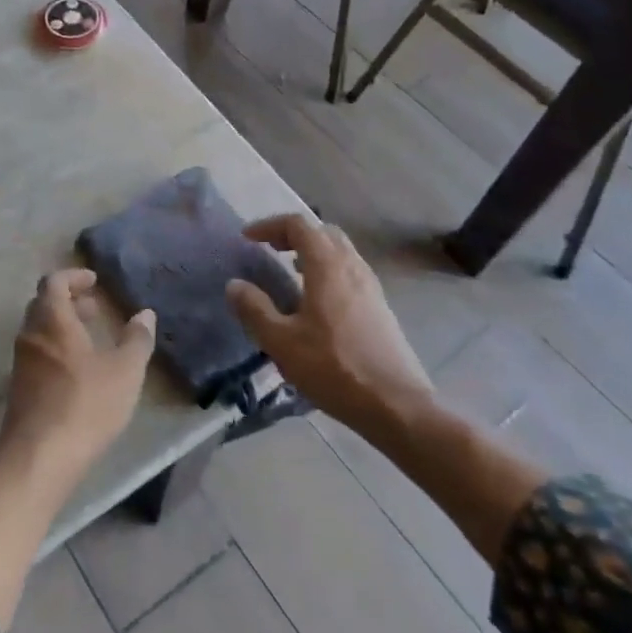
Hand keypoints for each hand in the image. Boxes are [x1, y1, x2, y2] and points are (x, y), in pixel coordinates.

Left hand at [0, 269, 156, 486]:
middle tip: (94, 308)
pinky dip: (56, 349)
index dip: (74, 276)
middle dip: (68, 301)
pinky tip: (78, 372)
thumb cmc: (85, 405)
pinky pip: (37, 354)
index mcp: (52, 320)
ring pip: (39, 331)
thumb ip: (137, 340)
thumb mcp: (124, 372)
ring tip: (91, 339)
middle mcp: (31, 335)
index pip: (54, 282)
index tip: (94, 281)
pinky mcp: (20, 388)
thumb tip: (145, 314)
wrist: (38, 457)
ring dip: (62, 326)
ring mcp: (21, 363)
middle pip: (43, 304)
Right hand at [226, 214, 432, 430]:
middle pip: (323, 232)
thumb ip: (255, 309)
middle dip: (293, 234)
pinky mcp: (380, 308)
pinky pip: (350, 272)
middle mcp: (353, 267)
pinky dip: (328, 270)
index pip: (298, 225)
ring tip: (289, 271)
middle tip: (270, 249)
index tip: (247, 238)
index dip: (269, 226)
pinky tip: (316, 301)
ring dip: (313, 252)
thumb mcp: (282, 342)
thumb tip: (235, 285)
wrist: (396, 406)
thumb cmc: (334, 368)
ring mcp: (371, 287)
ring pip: (340, 252)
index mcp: (328, 267)